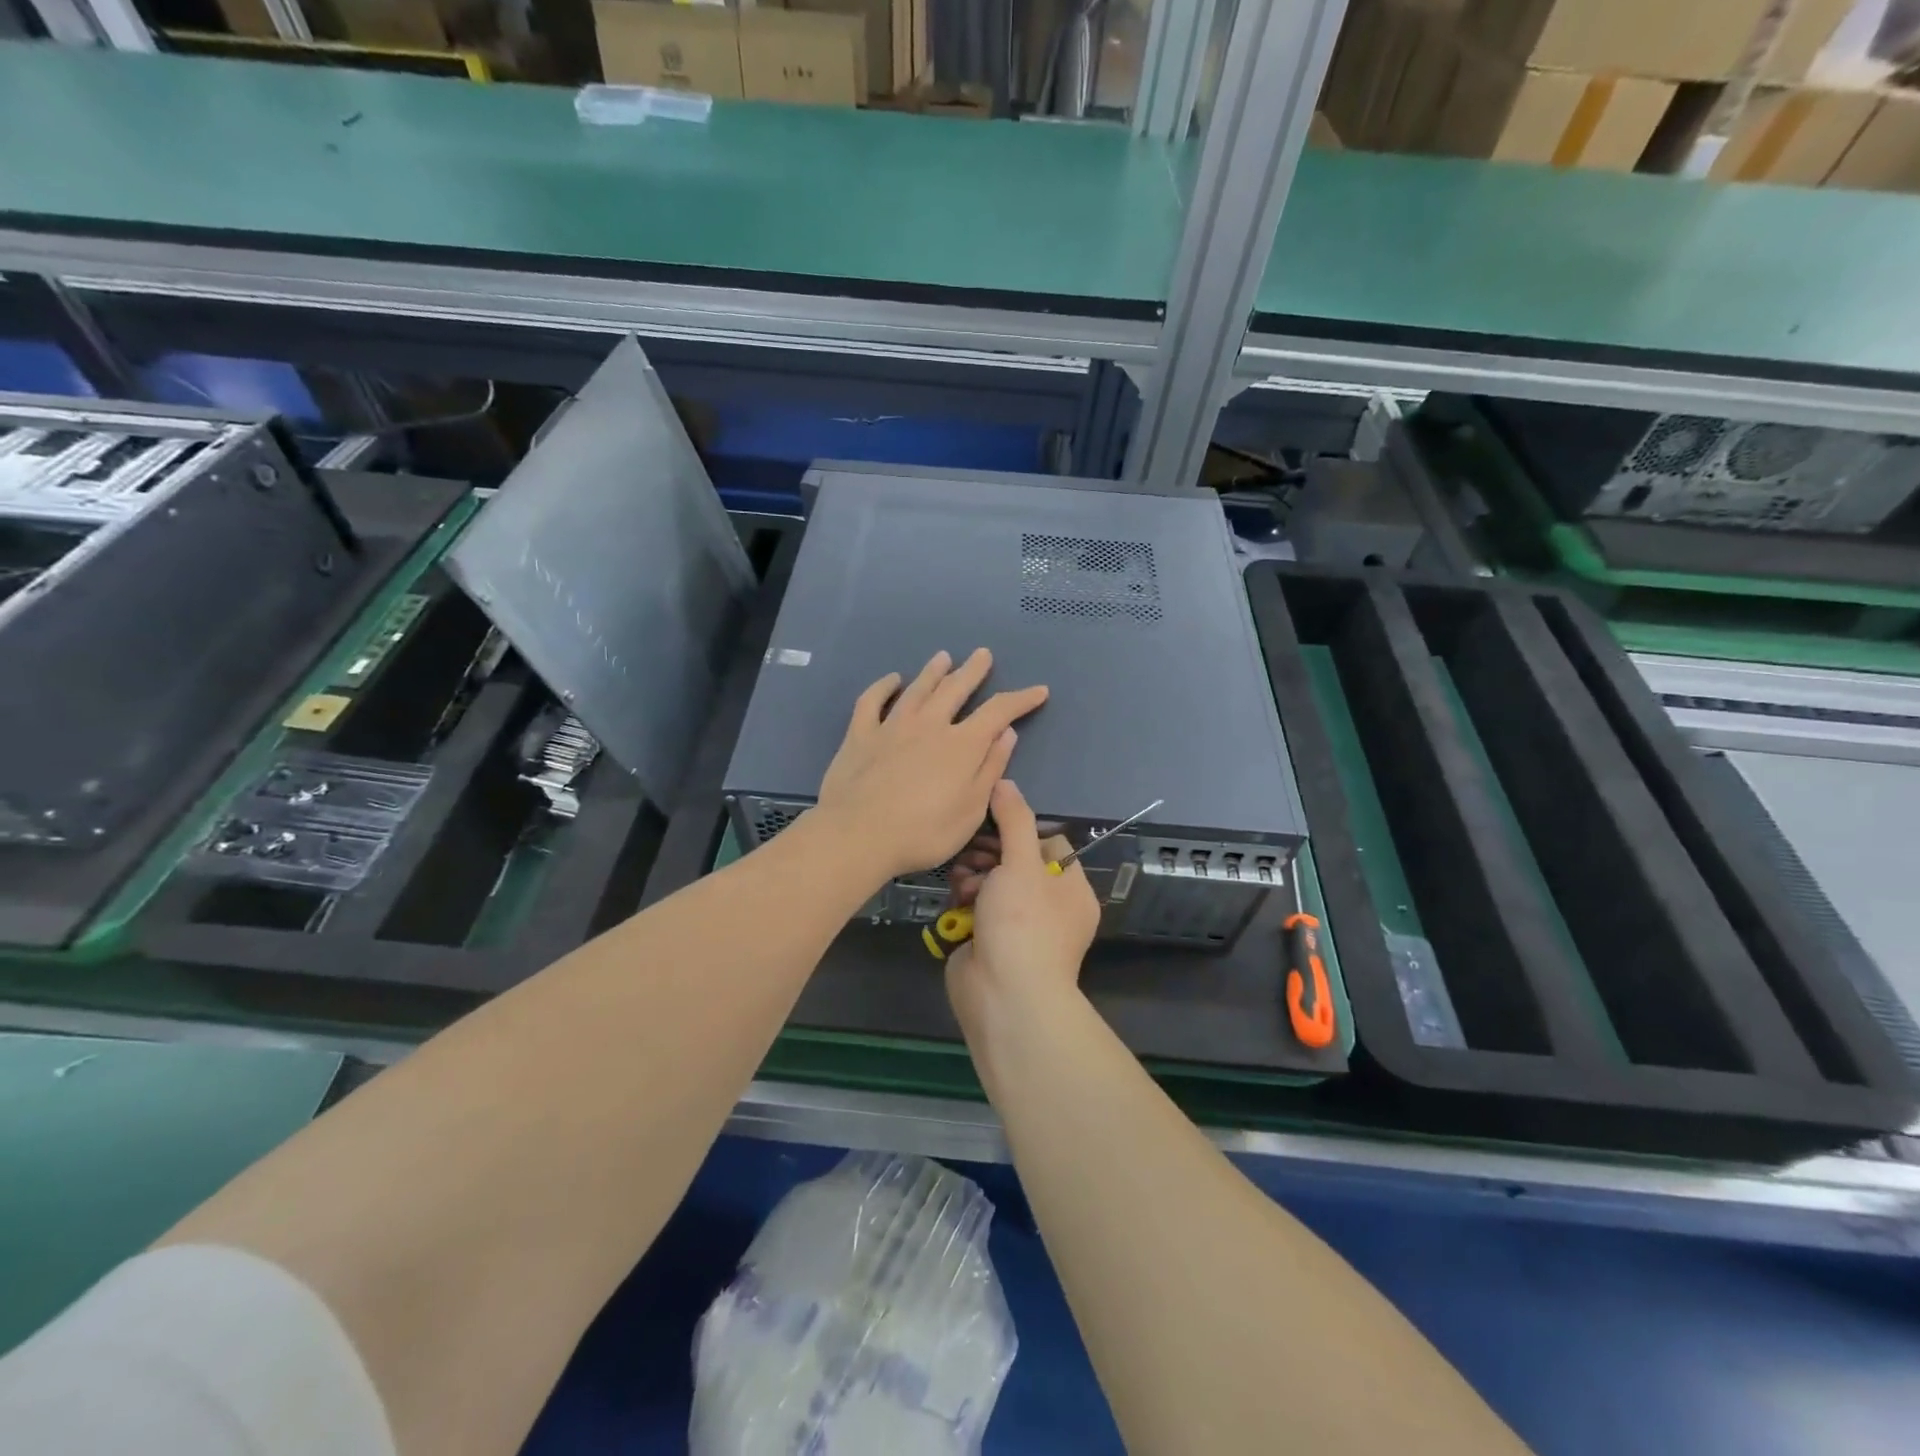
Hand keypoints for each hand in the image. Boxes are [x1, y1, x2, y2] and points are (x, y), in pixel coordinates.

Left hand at [815, 649, 1048, 885]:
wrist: (858, 835)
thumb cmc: (923, 832)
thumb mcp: (971, 810)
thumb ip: (990, 769)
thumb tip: (1006, 733)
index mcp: (962, 745)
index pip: (998, 711)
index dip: (1021, 699)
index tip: (1039, 690)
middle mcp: (929, 725)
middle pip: (955, 688)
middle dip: (973, 671)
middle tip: (982, 654)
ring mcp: (892, 726)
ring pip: (917, 689)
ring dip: (933, 671)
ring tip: (943, 657)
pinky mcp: (860, 735)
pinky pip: (872, 701)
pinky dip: (883, 686)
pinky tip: (891, 680)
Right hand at [946, 780, 1100, 1034]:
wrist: (1003, 996)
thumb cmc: (1023, 923)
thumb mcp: (1022, 862)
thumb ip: (1014, 820)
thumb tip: (1005, 783)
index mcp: (1071, 890)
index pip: (1050, 845)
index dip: (1021, 831)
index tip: (994, 825)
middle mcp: (1049, 908)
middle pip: (1016, 863)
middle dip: (990, 855)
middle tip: (970, 851)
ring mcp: (1018, 928)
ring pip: (992, 886)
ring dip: (973, 876)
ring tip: (961, 880)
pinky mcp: (990, 943)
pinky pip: (977, 910)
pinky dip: (965, 902)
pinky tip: (955, 900)